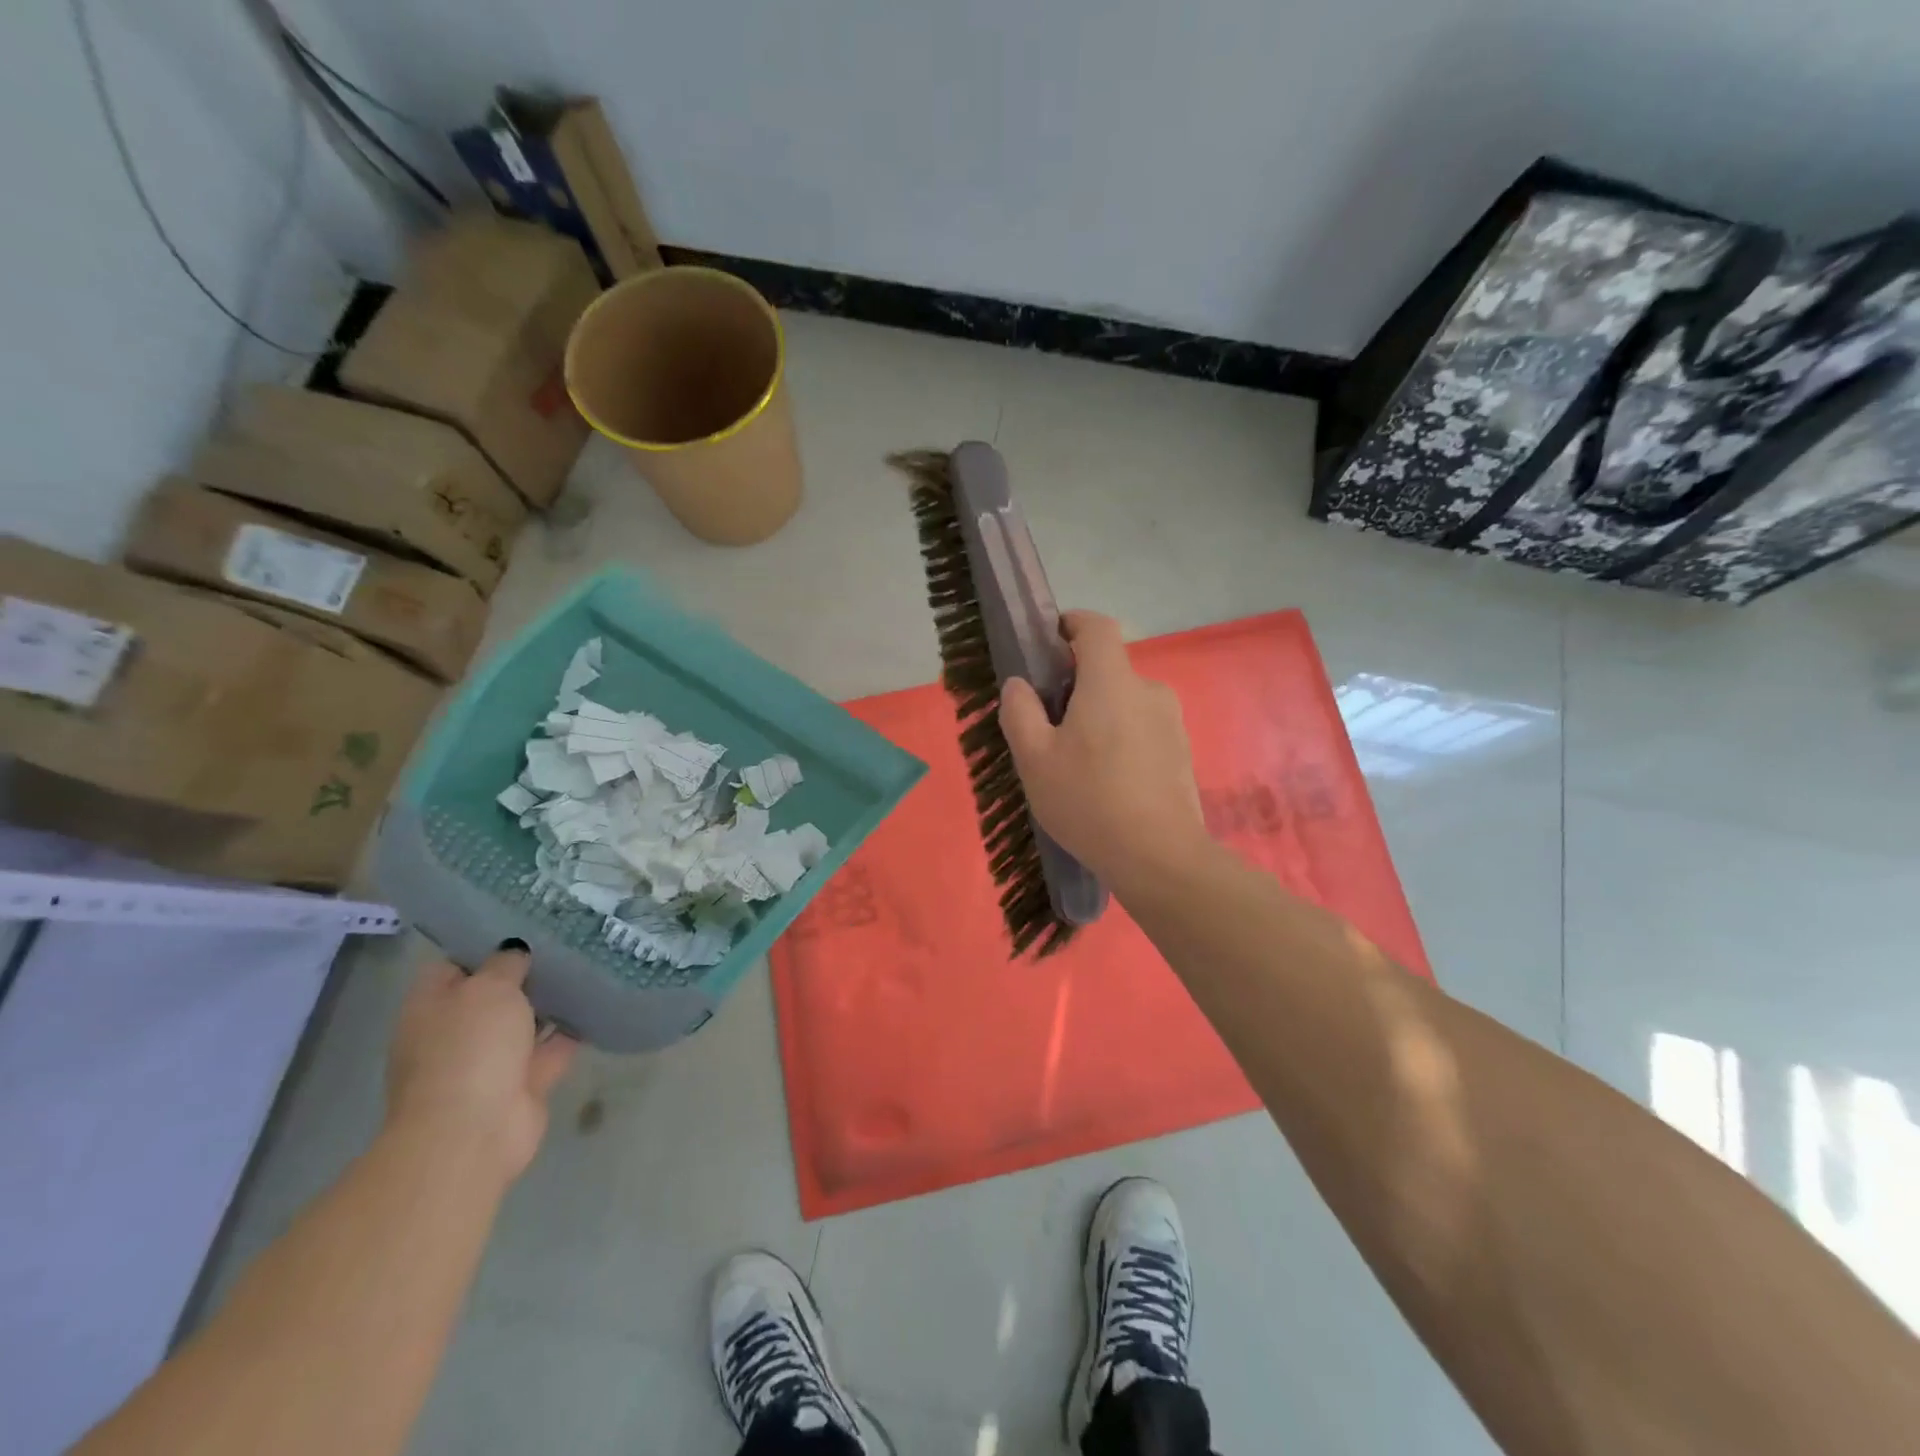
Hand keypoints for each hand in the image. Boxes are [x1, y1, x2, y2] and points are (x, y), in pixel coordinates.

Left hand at [385, 944, 578, 1182]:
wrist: (473, 1132)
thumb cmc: (470, 1048)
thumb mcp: (488, 988)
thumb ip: (506, 963)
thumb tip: (515, 950)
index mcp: (432, 1005)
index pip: (455, 963)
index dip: (486, 942)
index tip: (526, 921)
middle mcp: (456, 1031)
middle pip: (493, 992)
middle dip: (526, 971)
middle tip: (567, 938)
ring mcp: (489, 1060)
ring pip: (525, 1021)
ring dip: (551, 1001)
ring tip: (589, 964)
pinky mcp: (523, 1083)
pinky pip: (552, 1048)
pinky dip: (571, 1032)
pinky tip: (599, 1005)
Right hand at [998, 610, 1208, 887]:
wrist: (1159, 856)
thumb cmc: (1088, 800)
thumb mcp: (1034, 759)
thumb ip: (1020, 712)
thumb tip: (1019, 685)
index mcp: (1112, 682)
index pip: (1096, 627)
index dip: (1071, 624)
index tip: (1050, 642)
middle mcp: (1149, 690)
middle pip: (1108, 670)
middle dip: (1078, 686)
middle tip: (1050, 726)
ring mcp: (1172, 721)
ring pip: (1126, 702)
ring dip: (1100, 716)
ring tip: (1078, 763)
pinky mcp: (1182, 751)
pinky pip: (1143, 729)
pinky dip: (1122, 740)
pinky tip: (1108, 783)